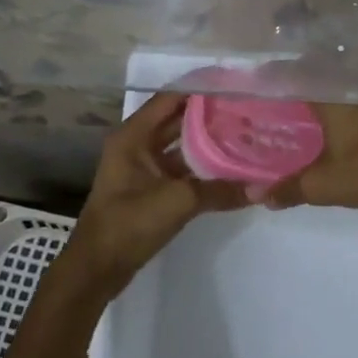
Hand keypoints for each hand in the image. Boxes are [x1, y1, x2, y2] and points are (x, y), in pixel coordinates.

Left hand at [66, 92, 245, 294]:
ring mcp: (143, 168)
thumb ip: (219, 191)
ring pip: (181, 145)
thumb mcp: (177, 202)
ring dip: (208, 141)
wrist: (97, 270)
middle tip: (248, 111)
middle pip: (178, 120)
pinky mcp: (151, 189)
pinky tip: (231, 168)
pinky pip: (181, 168)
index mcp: (134, 135)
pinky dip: (203, 166)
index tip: (235, 88)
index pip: (172, 98)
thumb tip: (260, 188)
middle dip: (210, 115)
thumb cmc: (128, 224)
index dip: (201, 90)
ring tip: (246, 134)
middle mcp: (137, 144)